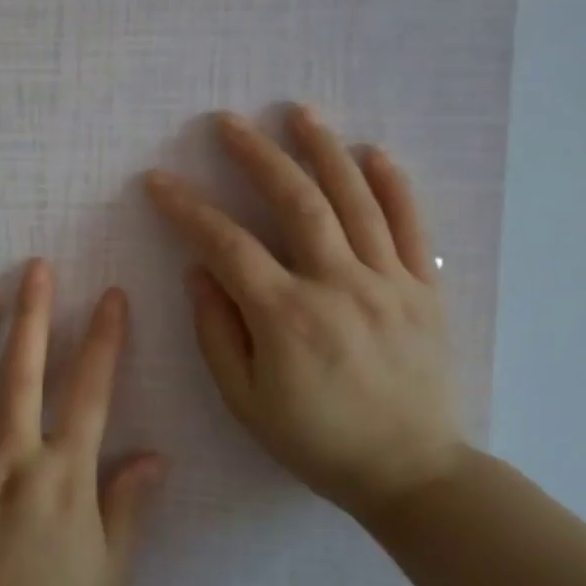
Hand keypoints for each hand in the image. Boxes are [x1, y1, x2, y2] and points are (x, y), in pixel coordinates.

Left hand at [0, 261, 166, 585]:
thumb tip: (155, 455)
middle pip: (23, 372)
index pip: (89, 392)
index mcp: (63, 475)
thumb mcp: (109, 570)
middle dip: (33, 314)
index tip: (110, 296)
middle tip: (35, 268)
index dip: (103, 340)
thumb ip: (129, 506)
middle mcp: (13, 456)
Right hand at [144, 107, 463, 519]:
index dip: (187, 208)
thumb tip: (198, 270)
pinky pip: (412, 226)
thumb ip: (216, 332)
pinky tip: (373, 153)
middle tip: (228, 123)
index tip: (159, 181)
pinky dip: (394, 185)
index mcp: (287, 317)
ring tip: (299, 113)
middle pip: (296, 202)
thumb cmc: (316, 441)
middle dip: (257, 155)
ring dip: (324, 150)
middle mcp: (339, 286)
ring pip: (356, 200)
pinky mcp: (425, 289)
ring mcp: (389, 282)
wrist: (412, 473)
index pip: (227, 244)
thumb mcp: (245, 401)